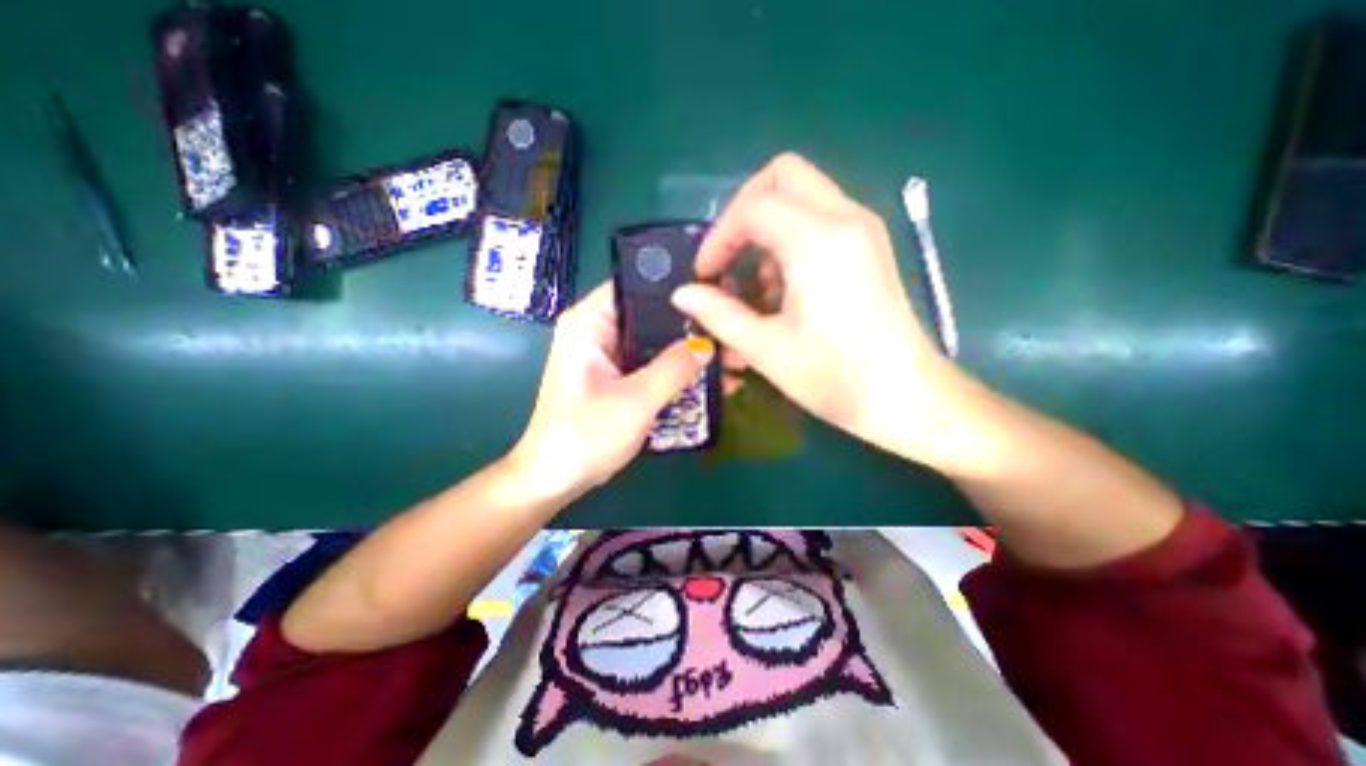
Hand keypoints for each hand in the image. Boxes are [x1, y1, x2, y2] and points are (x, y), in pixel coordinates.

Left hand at [505, 285, 715, 498]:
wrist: (556, 480)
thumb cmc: (585, 436)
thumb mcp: (634, 401)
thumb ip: (673, 369)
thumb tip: (708, 344)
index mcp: (589, 323)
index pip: (636, 286)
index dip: (676, 289)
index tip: (716, 295)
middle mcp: (599, 331)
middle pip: (652, 316)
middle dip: (692, 328)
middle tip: (732, 334)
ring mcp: (611, 356)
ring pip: (657, 343)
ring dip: (690, 353)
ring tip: (732, 361)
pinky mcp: (620, 377)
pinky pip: (655, 365)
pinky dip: (679, 372)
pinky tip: (712, 381)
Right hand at [672, 153, 971, 461]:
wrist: (906, 397)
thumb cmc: (834, 376)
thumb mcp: (766, 348)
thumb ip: (718, 314)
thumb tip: (683, 293)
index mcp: (818, 240)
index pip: (753, 207)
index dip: (718, 238)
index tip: (705, 276)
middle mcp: (845, 219)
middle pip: (783, 176)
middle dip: (744, 211)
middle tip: (728, 257)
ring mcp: (862, 230)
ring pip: (801, 197)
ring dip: (767, 231)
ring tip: (755, 288)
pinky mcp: (868, 248)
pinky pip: (819, 220)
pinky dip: (789, 242)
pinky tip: (783, 291)